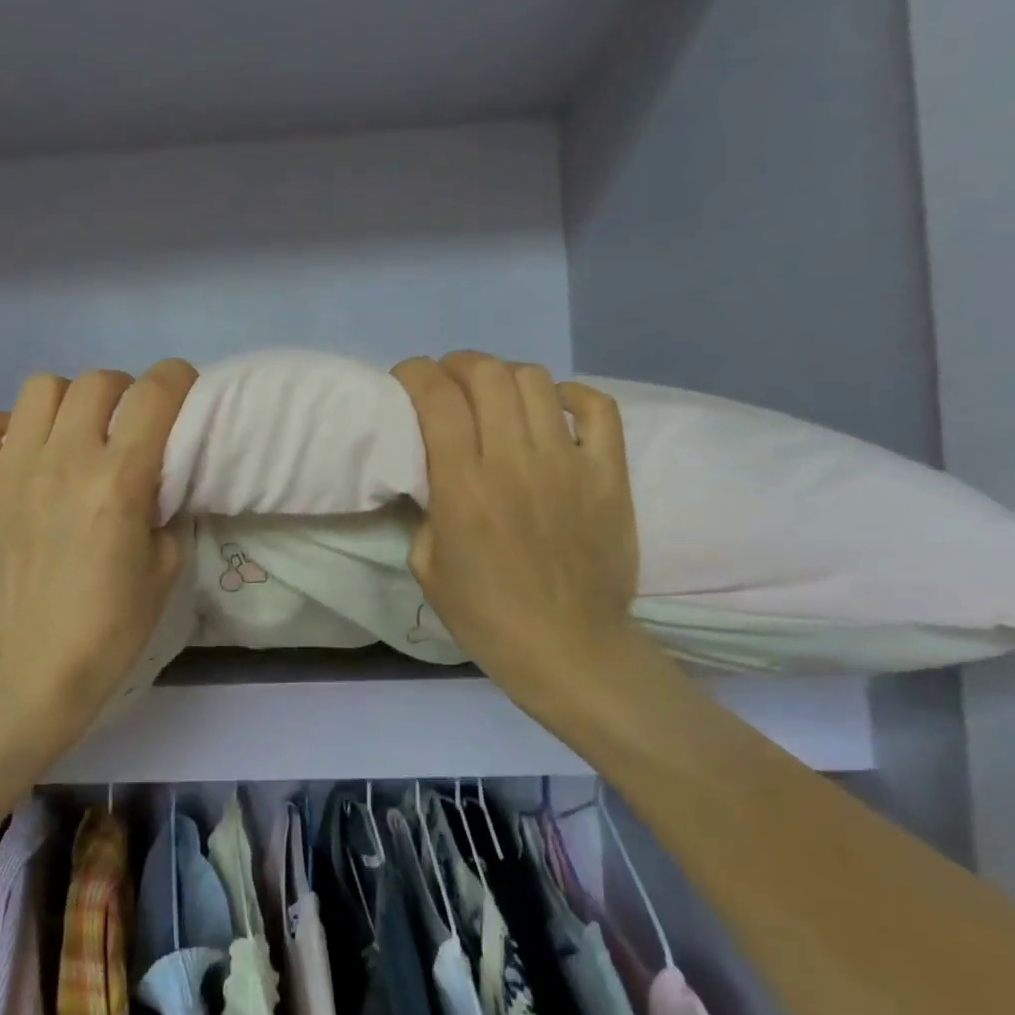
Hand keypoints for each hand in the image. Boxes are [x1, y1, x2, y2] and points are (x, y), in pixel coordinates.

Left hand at [0, 360, 198, 751]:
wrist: (27, 670)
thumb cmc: (108, 628)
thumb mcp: (166, 569)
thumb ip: (165, 510)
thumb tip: (153, 480)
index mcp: (119, 480)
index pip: (154, 394)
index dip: (176, 378)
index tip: (182, 387)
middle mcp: (65, 459)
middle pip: (98, 381)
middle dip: (124, 391)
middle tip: (126, 423)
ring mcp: (10, 467)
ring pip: (41, 388)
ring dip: (67, 402)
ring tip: (71, 435)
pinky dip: (7, 428)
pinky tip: (20, 456)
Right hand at [393, 352, 640, 702]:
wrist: (569, 649)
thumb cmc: (487, 616)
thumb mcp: (426, 566)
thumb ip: (425, 509)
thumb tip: (431, 473)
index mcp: (463, 487)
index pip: (437, 398)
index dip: (415, 373)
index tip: (405, 379)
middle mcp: (514, 462)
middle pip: (486, 374)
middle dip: (457, 365)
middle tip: (448, 385)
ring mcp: (568, 463)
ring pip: (535, 381)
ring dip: (504, 377)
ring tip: (495, 397)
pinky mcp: (609, 474)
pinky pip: (596, 407)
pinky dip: (570, 395)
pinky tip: (552, 410)